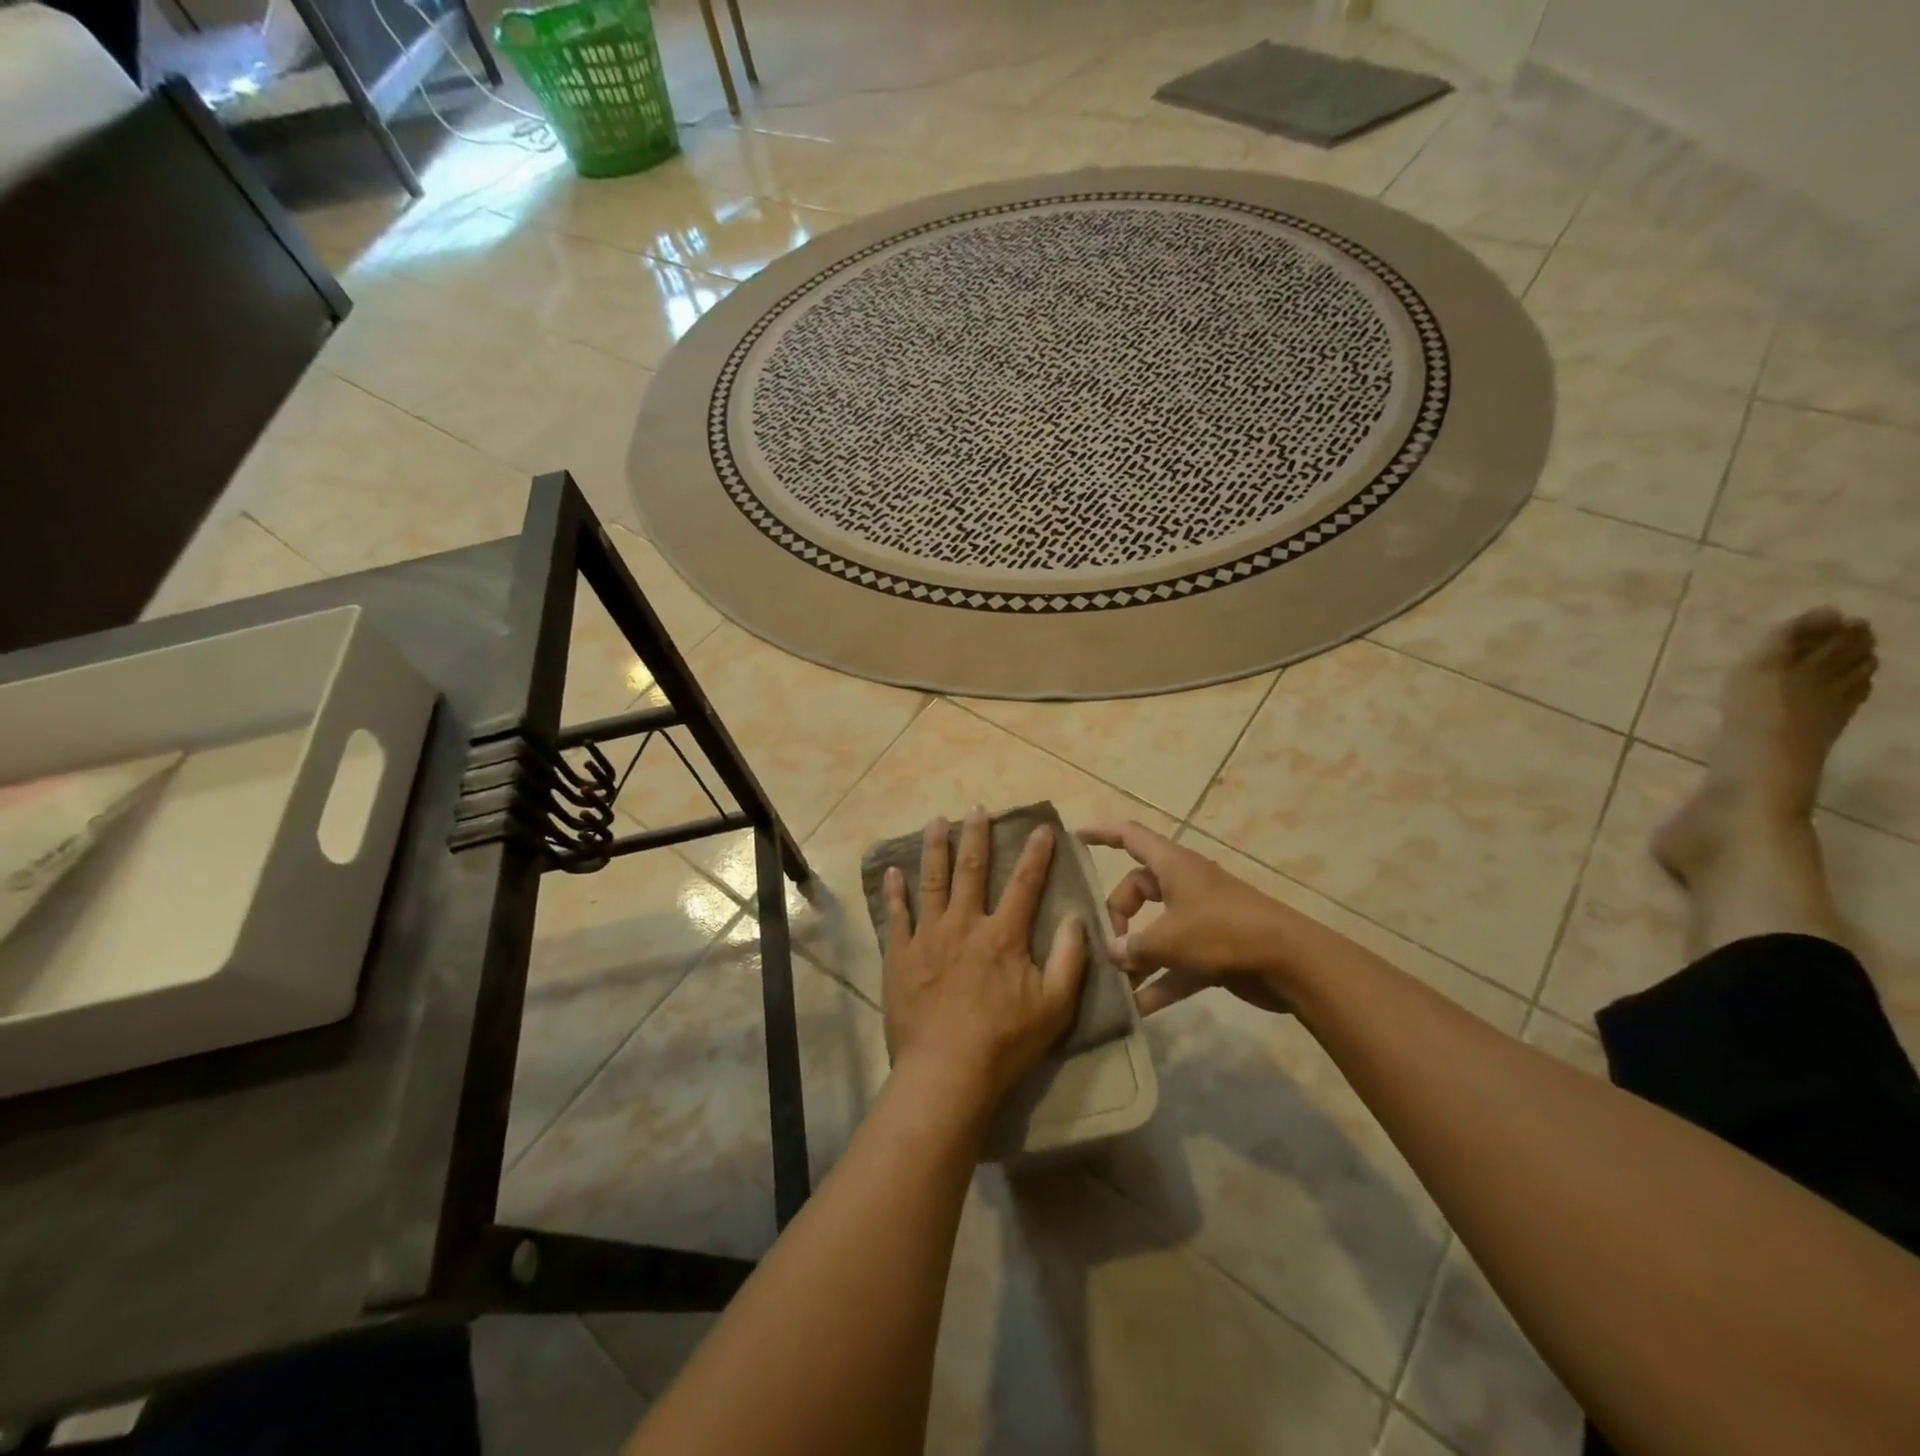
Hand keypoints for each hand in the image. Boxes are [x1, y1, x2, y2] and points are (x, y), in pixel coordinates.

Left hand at [882, 808, 1088, 1109]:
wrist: (945, 1072)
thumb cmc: (1005, 1042)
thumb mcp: (1055, 1006)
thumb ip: (1070, 959)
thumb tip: (1076, 918)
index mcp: (1003, 935)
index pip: (1025, 884)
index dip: (1036, 854)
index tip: (1042, 827)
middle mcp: (964, 924)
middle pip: (971, 869)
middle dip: (977, 835)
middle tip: (977, 808)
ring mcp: (928, 937)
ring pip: (931, 881)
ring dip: (934, 848)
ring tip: (936, 821)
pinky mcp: (900, 956)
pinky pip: (896, 916)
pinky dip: (894, 892)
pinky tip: (892, 871)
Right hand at [1079, 820, 1296, 1015]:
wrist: (1290, 963)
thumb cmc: (1224, 932)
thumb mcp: (1170, 938)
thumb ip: (1134, 947)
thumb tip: (1111, 953)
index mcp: (1173, 865)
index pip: (1129, 836)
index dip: (1101, 833)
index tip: (1074, 837)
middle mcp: (1184, 885)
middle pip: (1137, 890)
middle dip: (1117, 916)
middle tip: (1106, 945)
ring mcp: (1200, 918)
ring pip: (1156, 929)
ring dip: (1136, 955)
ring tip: (1113, 982)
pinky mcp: (1213, 949)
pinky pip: (1176, 962)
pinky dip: (1160, 981)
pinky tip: (1139, 1010)